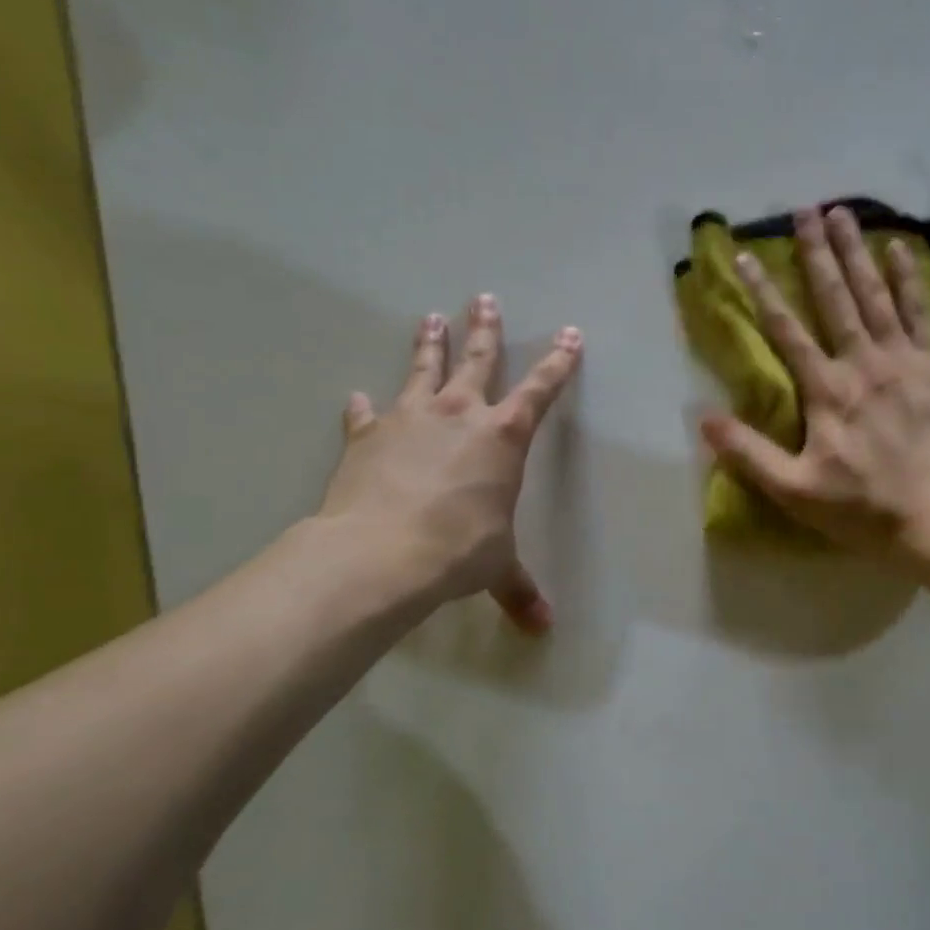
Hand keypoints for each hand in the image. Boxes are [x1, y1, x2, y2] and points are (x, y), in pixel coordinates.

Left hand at [318, 295, 582, 630]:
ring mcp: (409, 419)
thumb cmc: (458, 551)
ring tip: (431, 317)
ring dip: (430, 344)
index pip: (541, 390)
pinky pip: (367, 414)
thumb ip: (519, 590)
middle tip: (484, 300)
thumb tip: (543, 630)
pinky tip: (358, 398)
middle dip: (486, 330)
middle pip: (478, 361)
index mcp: (503, 437)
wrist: (382, 552)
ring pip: (423, 370)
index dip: (559, 363)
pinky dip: (365, 408)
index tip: (570, 335)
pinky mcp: (367, 436)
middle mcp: (459, 415)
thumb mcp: (497, 568)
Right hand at [700, 205, 929, 563]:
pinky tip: (900, 249)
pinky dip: (909, 279)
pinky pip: (920, 312)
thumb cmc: (865, 509)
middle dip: (816, 253)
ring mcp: (904, 361)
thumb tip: (704, 418)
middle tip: (804, 209)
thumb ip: (749, 454)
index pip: (787, 331)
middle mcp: (863, 363)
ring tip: (843, 213)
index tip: (747, 255)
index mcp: (827, 391)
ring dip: (857, 252)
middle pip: (835, 298)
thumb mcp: (795, 491)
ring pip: (875, 295)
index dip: (764, 292)